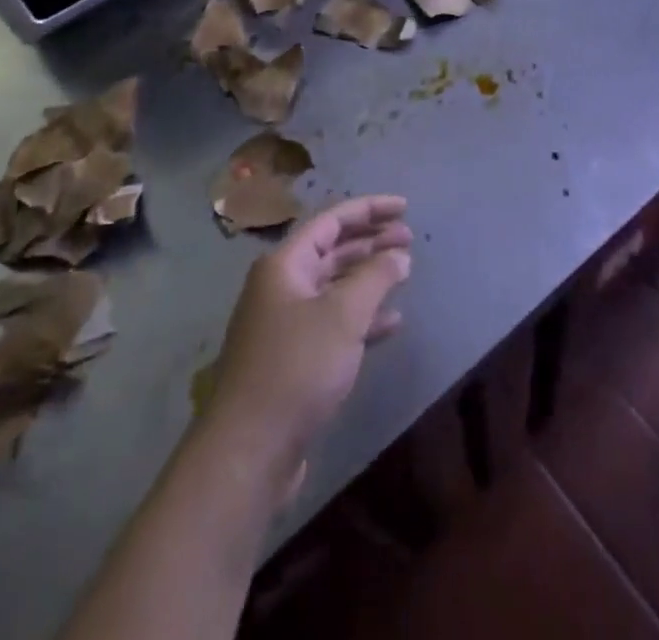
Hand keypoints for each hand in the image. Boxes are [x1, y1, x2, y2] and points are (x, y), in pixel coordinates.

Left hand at [199, 196, 412, 498]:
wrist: (249, 450)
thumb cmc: (296, 368)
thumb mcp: (343, 315)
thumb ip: (375, 277)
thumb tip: (398, 255)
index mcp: (285, 264)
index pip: (332, 220)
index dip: (369, 209)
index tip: (405, 208)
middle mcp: (281, 286)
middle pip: (332, 249)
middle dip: (371, 240)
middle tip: (409, 238)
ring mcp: (285, 324)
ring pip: (334, 286)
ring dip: (368, 277)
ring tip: (405, 271)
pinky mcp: (292, 359)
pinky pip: (332, 322)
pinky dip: (362, 317)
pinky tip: (392, 322)